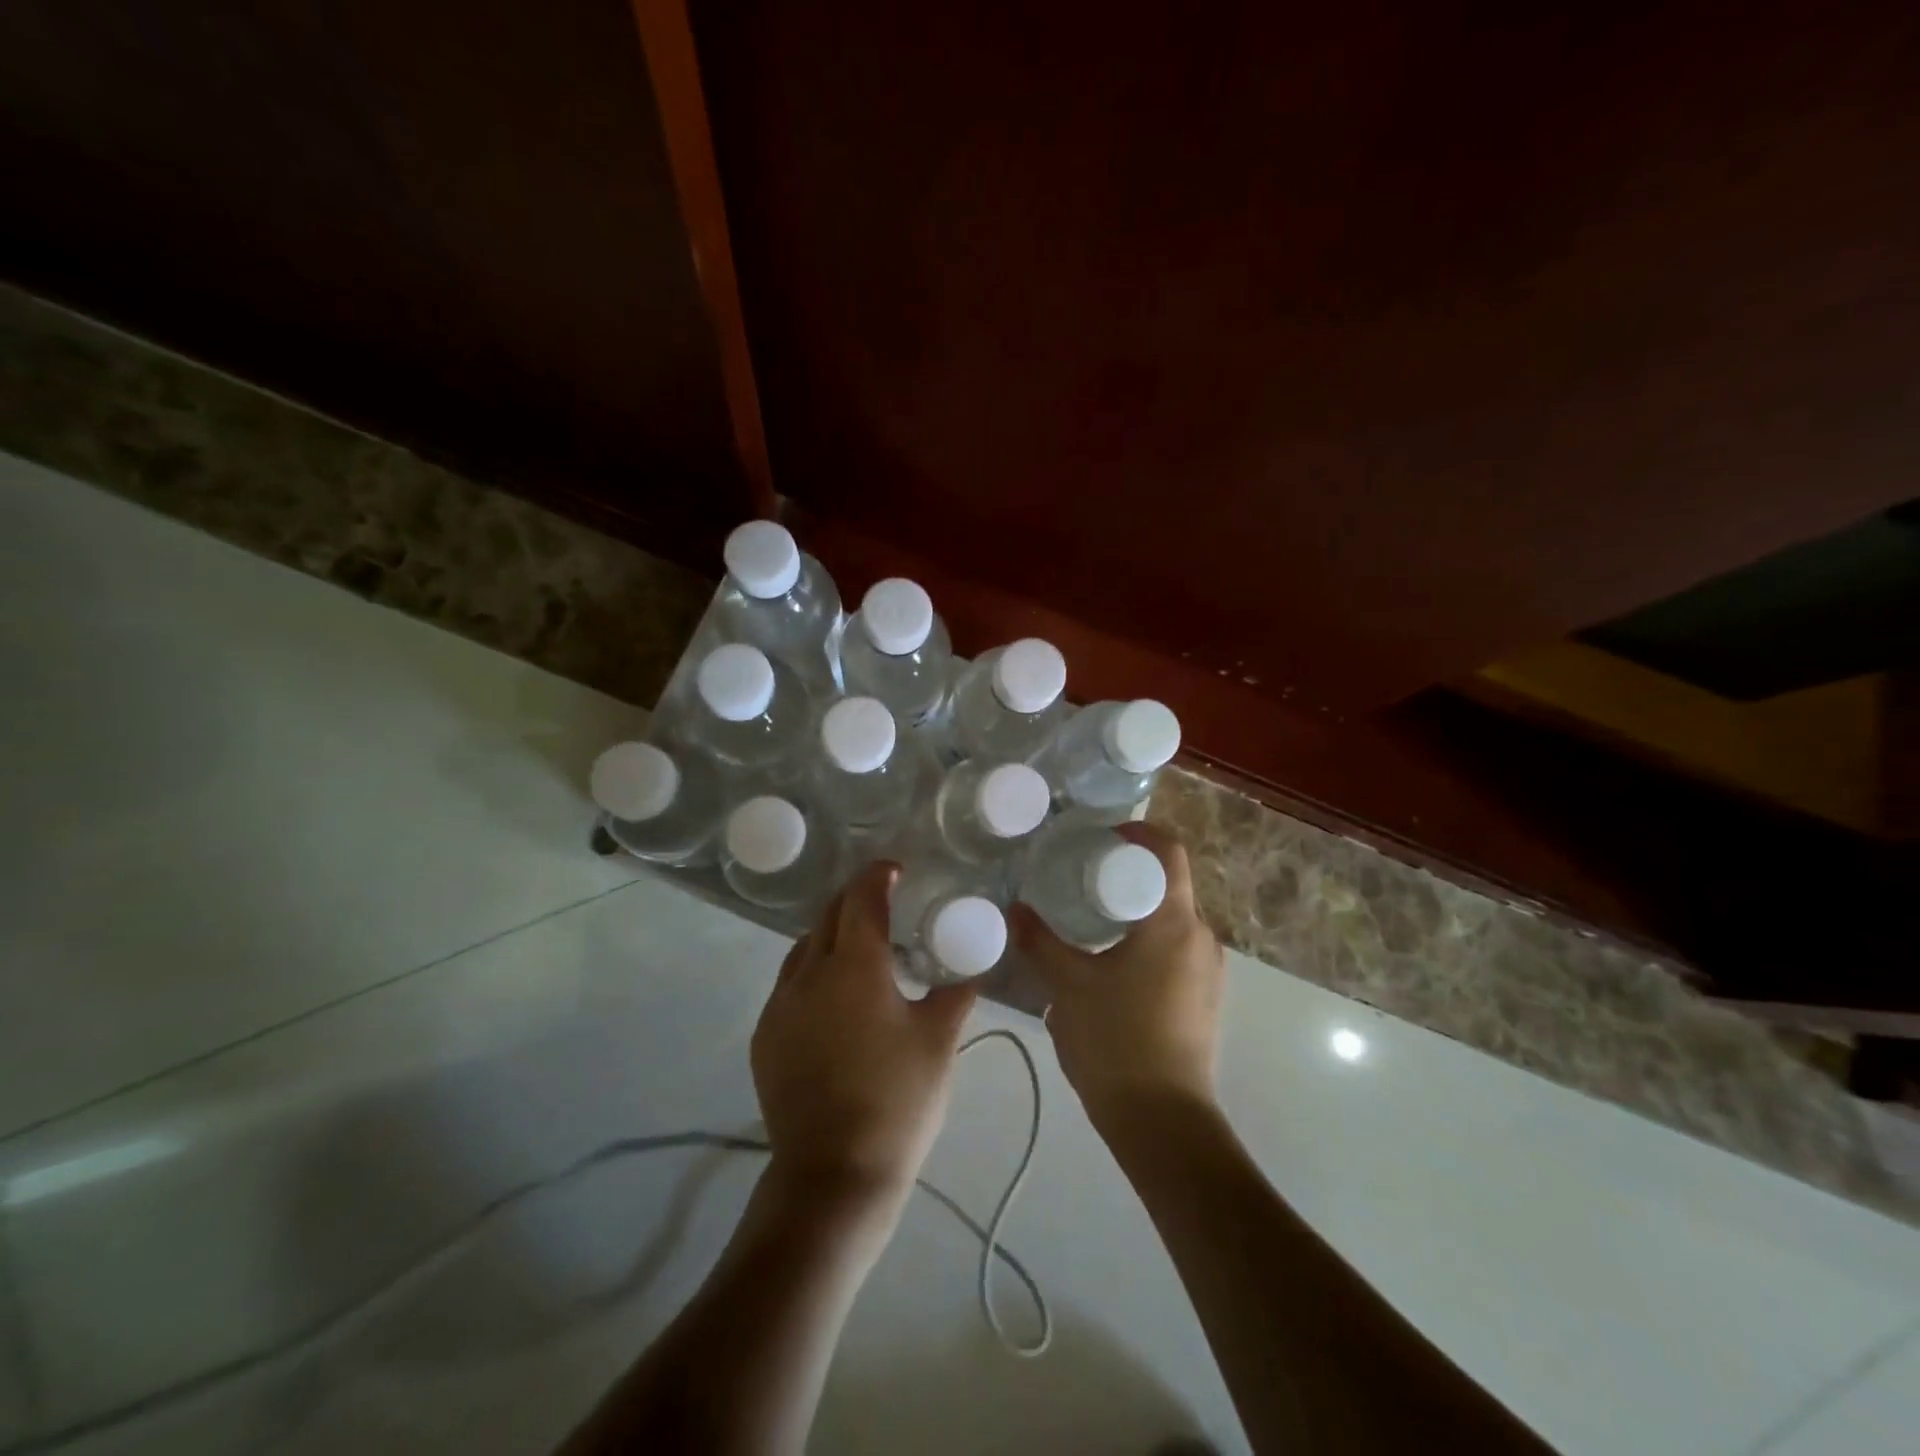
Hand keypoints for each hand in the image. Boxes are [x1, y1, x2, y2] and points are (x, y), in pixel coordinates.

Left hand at [752, 861, 977, 1232]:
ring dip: (831, 934)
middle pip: (828, 916)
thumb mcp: (939, 1043)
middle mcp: (810, 974)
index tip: (895, 870)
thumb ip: (956, 995)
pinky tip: (833, 997)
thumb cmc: (898, 1102)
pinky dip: (813, 971)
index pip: (862, 899)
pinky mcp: (765, 1036)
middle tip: (883, 903)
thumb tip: (972, 969)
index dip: (878, 876)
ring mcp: (780, 1005)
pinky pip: (789, 983)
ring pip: (804, 948)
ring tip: (859, 948)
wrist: (834, 1176)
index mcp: (855, 967)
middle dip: (855, 899)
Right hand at [1011, 822, 1224, 1136]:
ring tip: (1088, 915)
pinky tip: (1109, 959)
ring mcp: (1208, 970)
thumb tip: (1013, 909)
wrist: (1163, 1123)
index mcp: (1174, 922)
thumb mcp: (1067, 986)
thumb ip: (1039, 942)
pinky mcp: (1204, 997)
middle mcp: (1202, 937)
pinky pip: (1176, 947)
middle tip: (1079, 874)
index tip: (1098, 836)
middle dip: (1126, 871)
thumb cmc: (1117, 1041)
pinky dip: (1145, 937)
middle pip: (1169, 882)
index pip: (1168, 851)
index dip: (1137, 831)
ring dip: (1134, 907)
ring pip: (1171, 917)